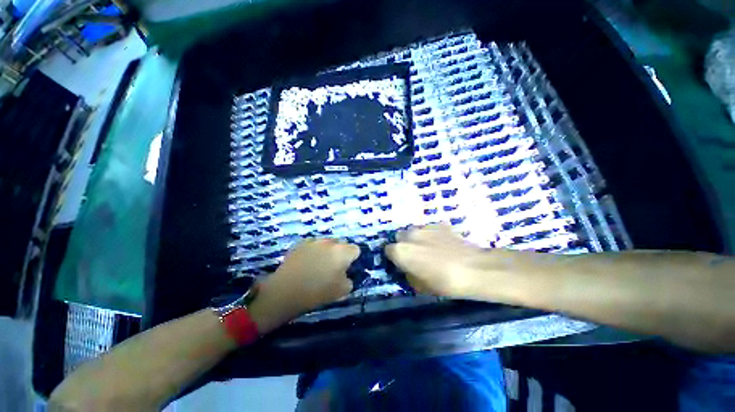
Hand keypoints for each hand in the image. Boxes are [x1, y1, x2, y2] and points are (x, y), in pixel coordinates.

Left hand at [249, 239, 358, 332]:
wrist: (285, 291)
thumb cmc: (317, 292)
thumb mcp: (342, 291)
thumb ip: (349, 279)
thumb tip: (346, 274)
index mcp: (342, 252)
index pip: (355, 249)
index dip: (353, 259)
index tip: (347, 268)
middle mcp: (330, 242)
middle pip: (341, 244)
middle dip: (341, 253)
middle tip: (333, 266)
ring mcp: (314, 241)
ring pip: (327, 243)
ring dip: (327, 251)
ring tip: (318, 264)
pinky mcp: (301, 243)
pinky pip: (313, 244)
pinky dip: (314, 251)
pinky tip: (306, 262)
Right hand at [385, 224, 488, 297]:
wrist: (474, 269)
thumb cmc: (444, 282)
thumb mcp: (420, 286)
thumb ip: (408, 273)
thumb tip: (408, 267)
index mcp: (401, 251)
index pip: (388, 250)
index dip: (394, 257)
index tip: (401, 264)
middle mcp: (409, 235)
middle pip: (399, 236)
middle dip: (403, 244)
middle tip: (414, 255)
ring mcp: (425, 227)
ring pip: (414, 231)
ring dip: (416, 239)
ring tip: (429, 249)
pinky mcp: (439, 224)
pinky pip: (429, 229)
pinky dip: (431, 235)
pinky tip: (442, 244)